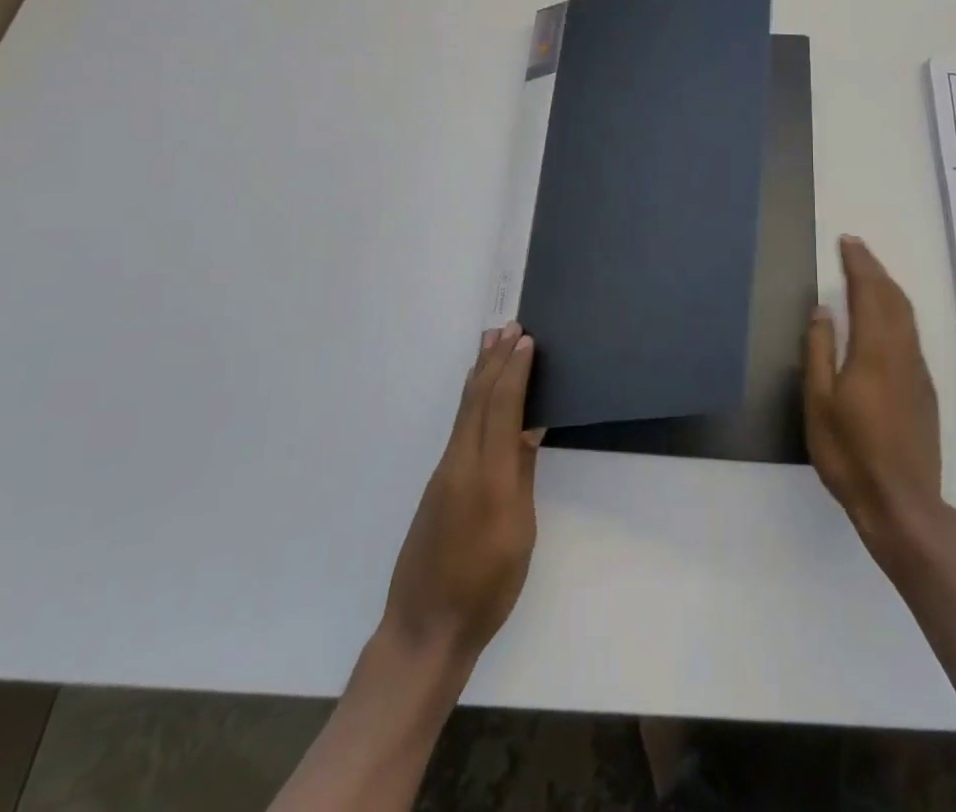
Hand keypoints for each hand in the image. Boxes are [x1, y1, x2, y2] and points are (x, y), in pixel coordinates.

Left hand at [382, 323, 541, 669]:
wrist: (425, 629)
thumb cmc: (486, 586)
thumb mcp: (519, 532)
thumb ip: (522, 474)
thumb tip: (529, 427)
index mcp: (488, 474)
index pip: (502, 407)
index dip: (515, 371)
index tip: (526, 340)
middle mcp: (461, 462)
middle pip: (479, 398)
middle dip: (496, 360)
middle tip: (509, 327)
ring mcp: (444, 472)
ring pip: (465, 409)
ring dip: (481, 372)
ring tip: (490, 343)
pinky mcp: (437, 484)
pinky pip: (459, 426)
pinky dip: (472, 397)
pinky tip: (476, 391)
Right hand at [804, 237, 943, 549]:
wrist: (902, 504)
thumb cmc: (850, 454)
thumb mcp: (819, 403)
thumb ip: (819, 351)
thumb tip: (823, 309)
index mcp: (874, 351)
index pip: (869, 293)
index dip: (859, 264)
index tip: (847, 242)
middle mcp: (902, 353)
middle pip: (893, 298)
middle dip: (875, 269)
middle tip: (856, 250)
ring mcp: (918, 372)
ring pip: (907, 315)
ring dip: (888, 288)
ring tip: (870, 275)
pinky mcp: (925, 390)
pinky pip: (911, 334)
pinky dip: (897, 311)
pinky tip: (886, 319)